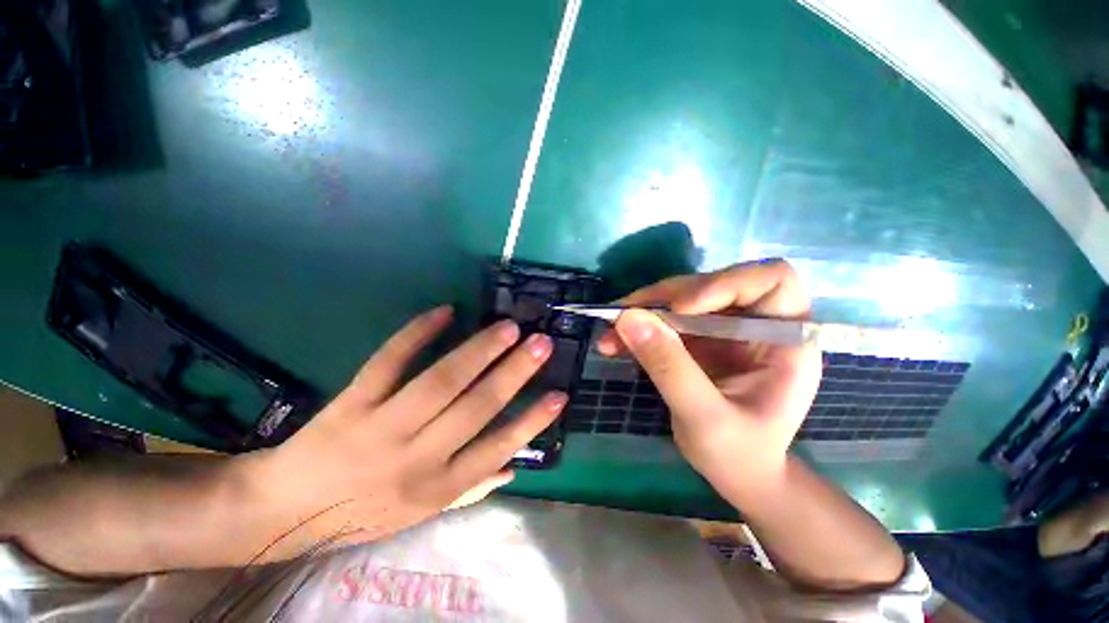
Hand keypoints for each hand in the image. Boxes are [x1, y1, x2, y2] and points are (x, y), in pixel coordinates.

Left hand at [236, 306, 564, 559]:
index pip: (496, 449)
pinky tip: (444, 311)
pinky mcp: (353, 402)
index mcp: (437, 487)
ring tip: (509, 327)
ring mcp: (382, 427)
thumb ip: (471, 489)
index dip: (532, 422)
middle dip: (514, 373)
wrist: (286, 510)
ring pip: (441, 381)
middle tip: (542, 343)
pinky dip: (417, 333)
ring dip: (479, 351)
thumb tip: (515, 467)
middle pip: (475, 407)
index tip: (560, 394)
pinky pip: (389, 361)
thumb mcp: (422, 514)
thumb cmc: (363, 512)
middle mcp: (416, 458)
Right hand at [597, 260, 821, 502]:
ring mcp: (723, 329)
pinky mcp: (696, 337)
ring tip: (610, 333)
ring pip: (680, 297)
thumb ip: (670, 367)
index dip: (726, 283)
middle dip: (664, 298)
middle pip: (711, 284)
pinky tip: (613, 343)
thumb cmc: (739, 455)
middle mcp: (756, 324)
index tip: (680, 310)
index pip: (772, 281)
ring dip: (642, 311)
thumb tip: (627, 318)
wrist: (736, 473)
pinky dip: (637, 326)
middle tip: (624, 317)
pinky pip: (663, 319)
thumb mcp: (705, 418)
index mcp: (785, 340)